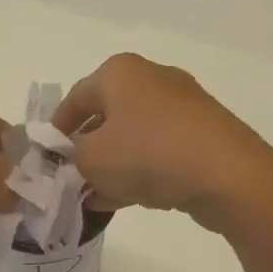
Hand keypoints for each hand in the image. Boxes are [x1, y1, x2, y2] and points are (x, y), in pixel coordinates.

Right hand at [54, 54, 272, 234]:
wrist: (226, 175)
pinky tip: (124, 199)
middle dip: (86, 150)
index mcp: (120, 72)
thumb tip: (74, 160)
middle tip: (71, 180)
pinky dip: (139, 171)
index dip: (56, 130)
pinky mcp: (203, 134)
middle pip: (106, 116)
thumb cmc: (147, 155)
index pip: (75, 97)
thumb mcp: (91, 160)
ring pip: (133, 137)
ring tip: (94, 197)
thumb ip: (71, 158)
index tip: (46, 157)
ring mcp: (182, 106)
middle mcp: (152, 79)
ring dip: (112, 166)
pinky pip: (158, 152)